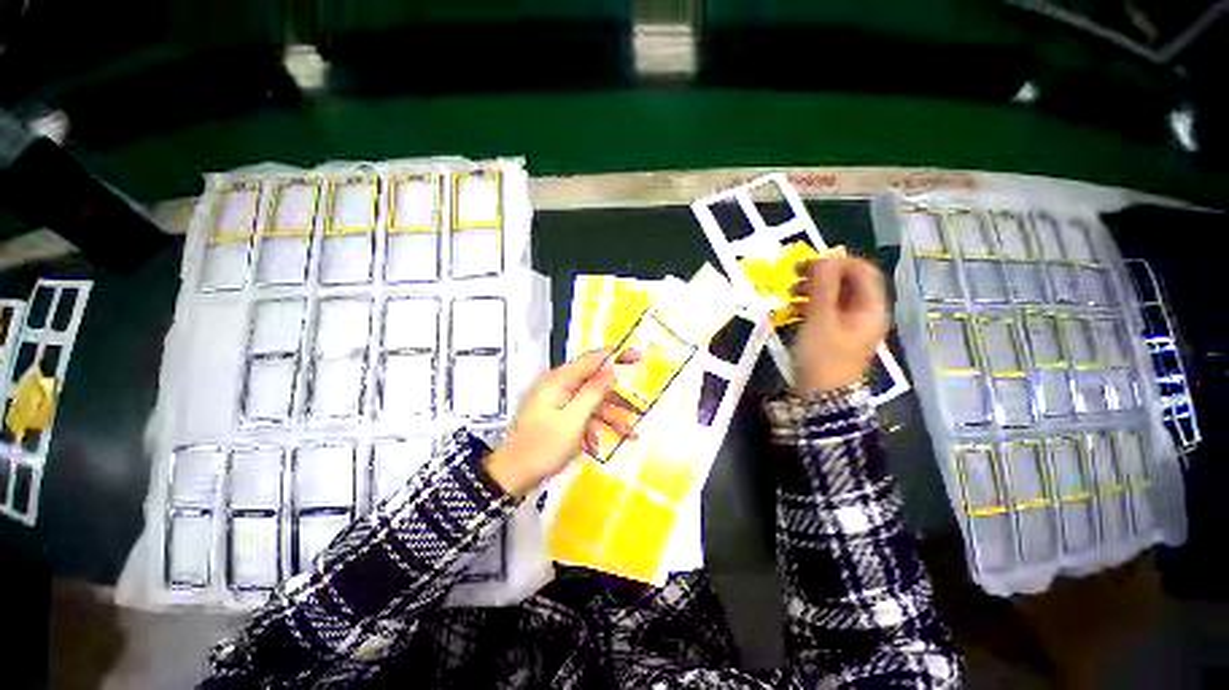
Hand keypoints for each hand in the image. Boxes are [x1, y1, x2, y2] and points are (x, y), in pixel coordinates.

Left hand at [484, 349, 640, 495]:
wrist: (513, 476)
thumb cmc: (542, 447)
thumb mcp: (573, 419)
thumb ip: (594, 391)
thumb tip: (613, 367)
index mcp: (560, 380)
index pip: (593, 359)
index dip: (618, 356)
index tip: (640, 357)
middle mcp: (561, 385)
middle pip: (597, 382)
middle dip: (619, 396)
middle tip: (641, 407)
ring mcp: (561, 401)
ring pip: (594, 401)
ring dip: (612, 415)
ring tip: (632, 433)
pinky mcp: (562, 415)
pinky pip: (586, 414)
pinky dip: (599, 425)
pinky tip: (609, 441)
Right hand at [789, 254, 887, 394]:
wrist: (820, 397)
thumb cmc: (823, 356)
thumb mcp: (820, 318)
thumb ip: (825, 285)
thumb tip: (831, 253)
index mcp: (870, 307)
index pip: (862, 271)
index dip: (837, 262)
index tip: (809, 263)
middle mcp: (864, 313)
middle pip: (846, 283)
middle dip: (820, 276)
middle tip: (793, 275)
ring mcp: (849, 325)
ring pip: (833, 297)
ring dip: (811, 291)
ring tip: (788, 294)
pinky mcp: (834, 335)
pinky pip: (824, 312)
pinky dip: (808, 307)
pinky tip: (790, 311)